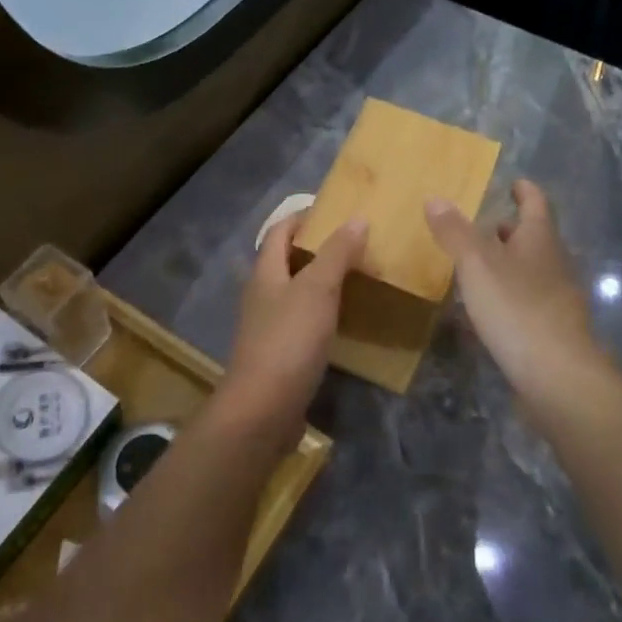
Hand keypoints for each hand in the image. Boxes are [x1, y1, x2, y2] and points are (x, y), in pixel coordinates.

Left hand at [227, 213, 368, 411]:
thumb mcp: (317, 290)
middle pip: (288, 259)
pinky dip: (324, 313)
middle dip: (319, 249)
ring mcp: (269, 326)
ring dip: (324, 282)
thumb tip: (357, 218)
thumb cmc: (289, 340)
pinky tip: (346, 320)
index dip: (305, 216)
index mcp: (265, 272)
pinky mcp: (280, 354)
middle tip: (357, 244)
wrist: (263, 410)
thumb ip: (337, 254)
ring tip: (359, 278)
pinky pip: (303, 322)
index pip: (281, 230)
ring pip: (297, 292)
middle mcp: (263, 294)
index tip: (338, 211)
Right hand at [426, 179, 614, 416]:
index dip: (525, 191)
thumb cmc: (517, 308)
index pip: (536, 204)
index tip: (514, 183)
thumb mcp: (477, 264)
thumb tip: (435, 198)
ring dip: (508, 263)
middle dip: (511, 229)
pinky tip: (487, 308)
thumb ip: (455, 232)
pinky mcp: (551, 330)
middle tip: (483, 225)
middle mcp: (554, 264)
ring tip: (478, 265)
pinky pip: (527, 301)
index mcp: (540, 240)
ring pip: (531, 270)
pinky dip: (508, 295)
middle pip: (534, 238)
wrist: (557, 375)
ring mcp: (557, 299)